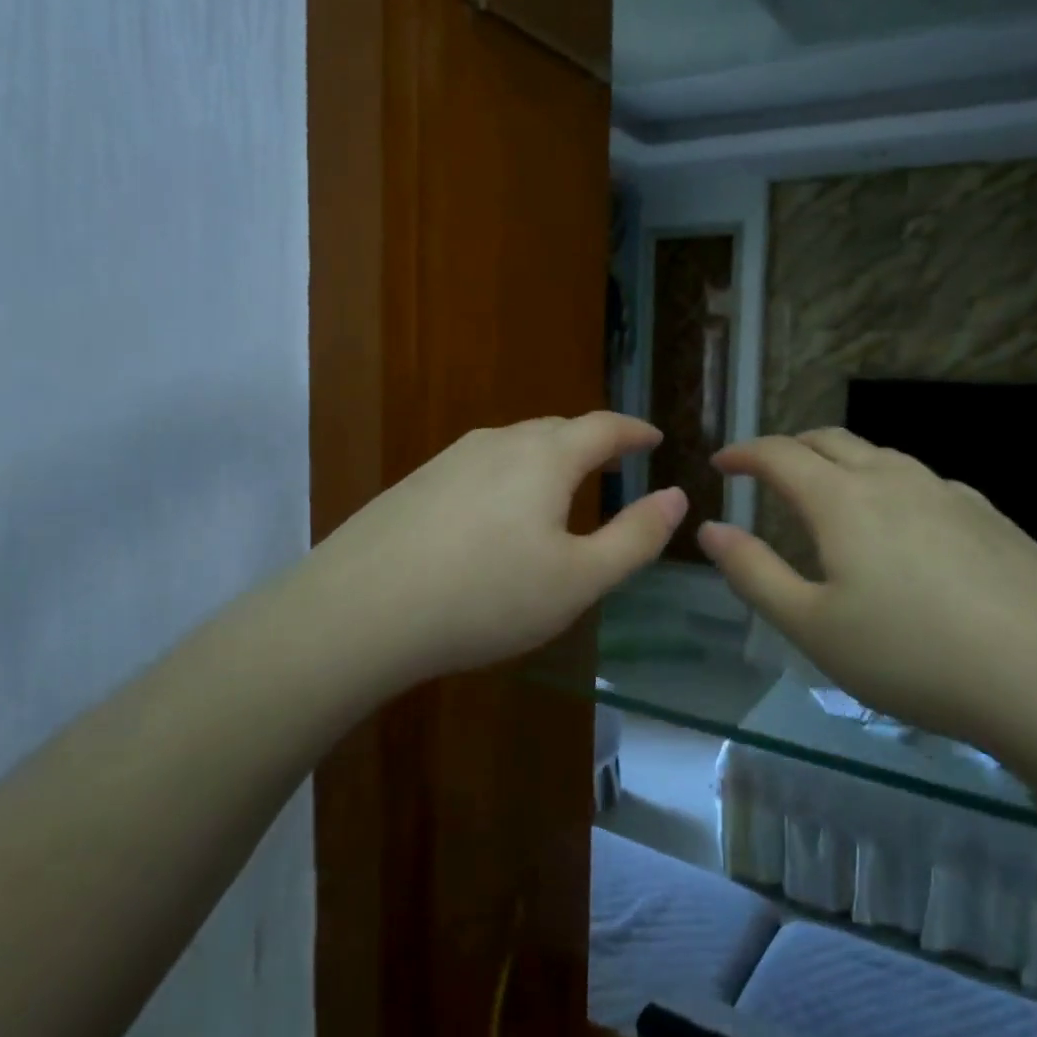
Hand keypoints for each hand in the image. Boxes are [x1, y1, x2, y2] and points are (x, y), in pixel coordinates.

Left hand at [282, 413, 685, 686]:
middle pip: (557, 430)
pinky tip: (497, 516)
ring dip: (548, 460)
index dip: (635, 430)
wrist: (360, 610)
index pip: (603, 427)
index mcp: (545, 457)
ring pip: (515, 447)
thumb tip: (676, 496)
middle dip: (592, 443)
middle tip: (614, 465)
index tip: (655, 437)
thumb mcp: (578, 579)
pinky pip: (480, 468)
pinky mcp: (416, 483)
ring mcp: (450, 460)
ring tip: (560, 490)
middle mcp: (498, 443)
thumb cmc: (486, 596)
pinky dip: (508, 479)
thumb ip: (635, 537)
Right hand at [700, 428, 1036, 753]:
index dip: (744, 453)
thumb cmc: (914, 655)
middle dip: (789, 447)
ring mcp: (948, 493)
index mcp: (842, 499)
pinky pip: (922, 482)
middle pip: (830, 440)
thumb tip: (709, 530)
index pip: (779, 454)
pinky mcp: (990, 516)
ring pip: (880, 456)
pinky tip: (902, 528)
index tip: (721, 463)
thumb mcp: (812, 626)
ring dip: (841, 463)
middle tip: (767, 471)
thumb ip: (753, 573)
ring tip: (829, 495)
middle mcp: (893, 479)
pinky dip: (888, 486)